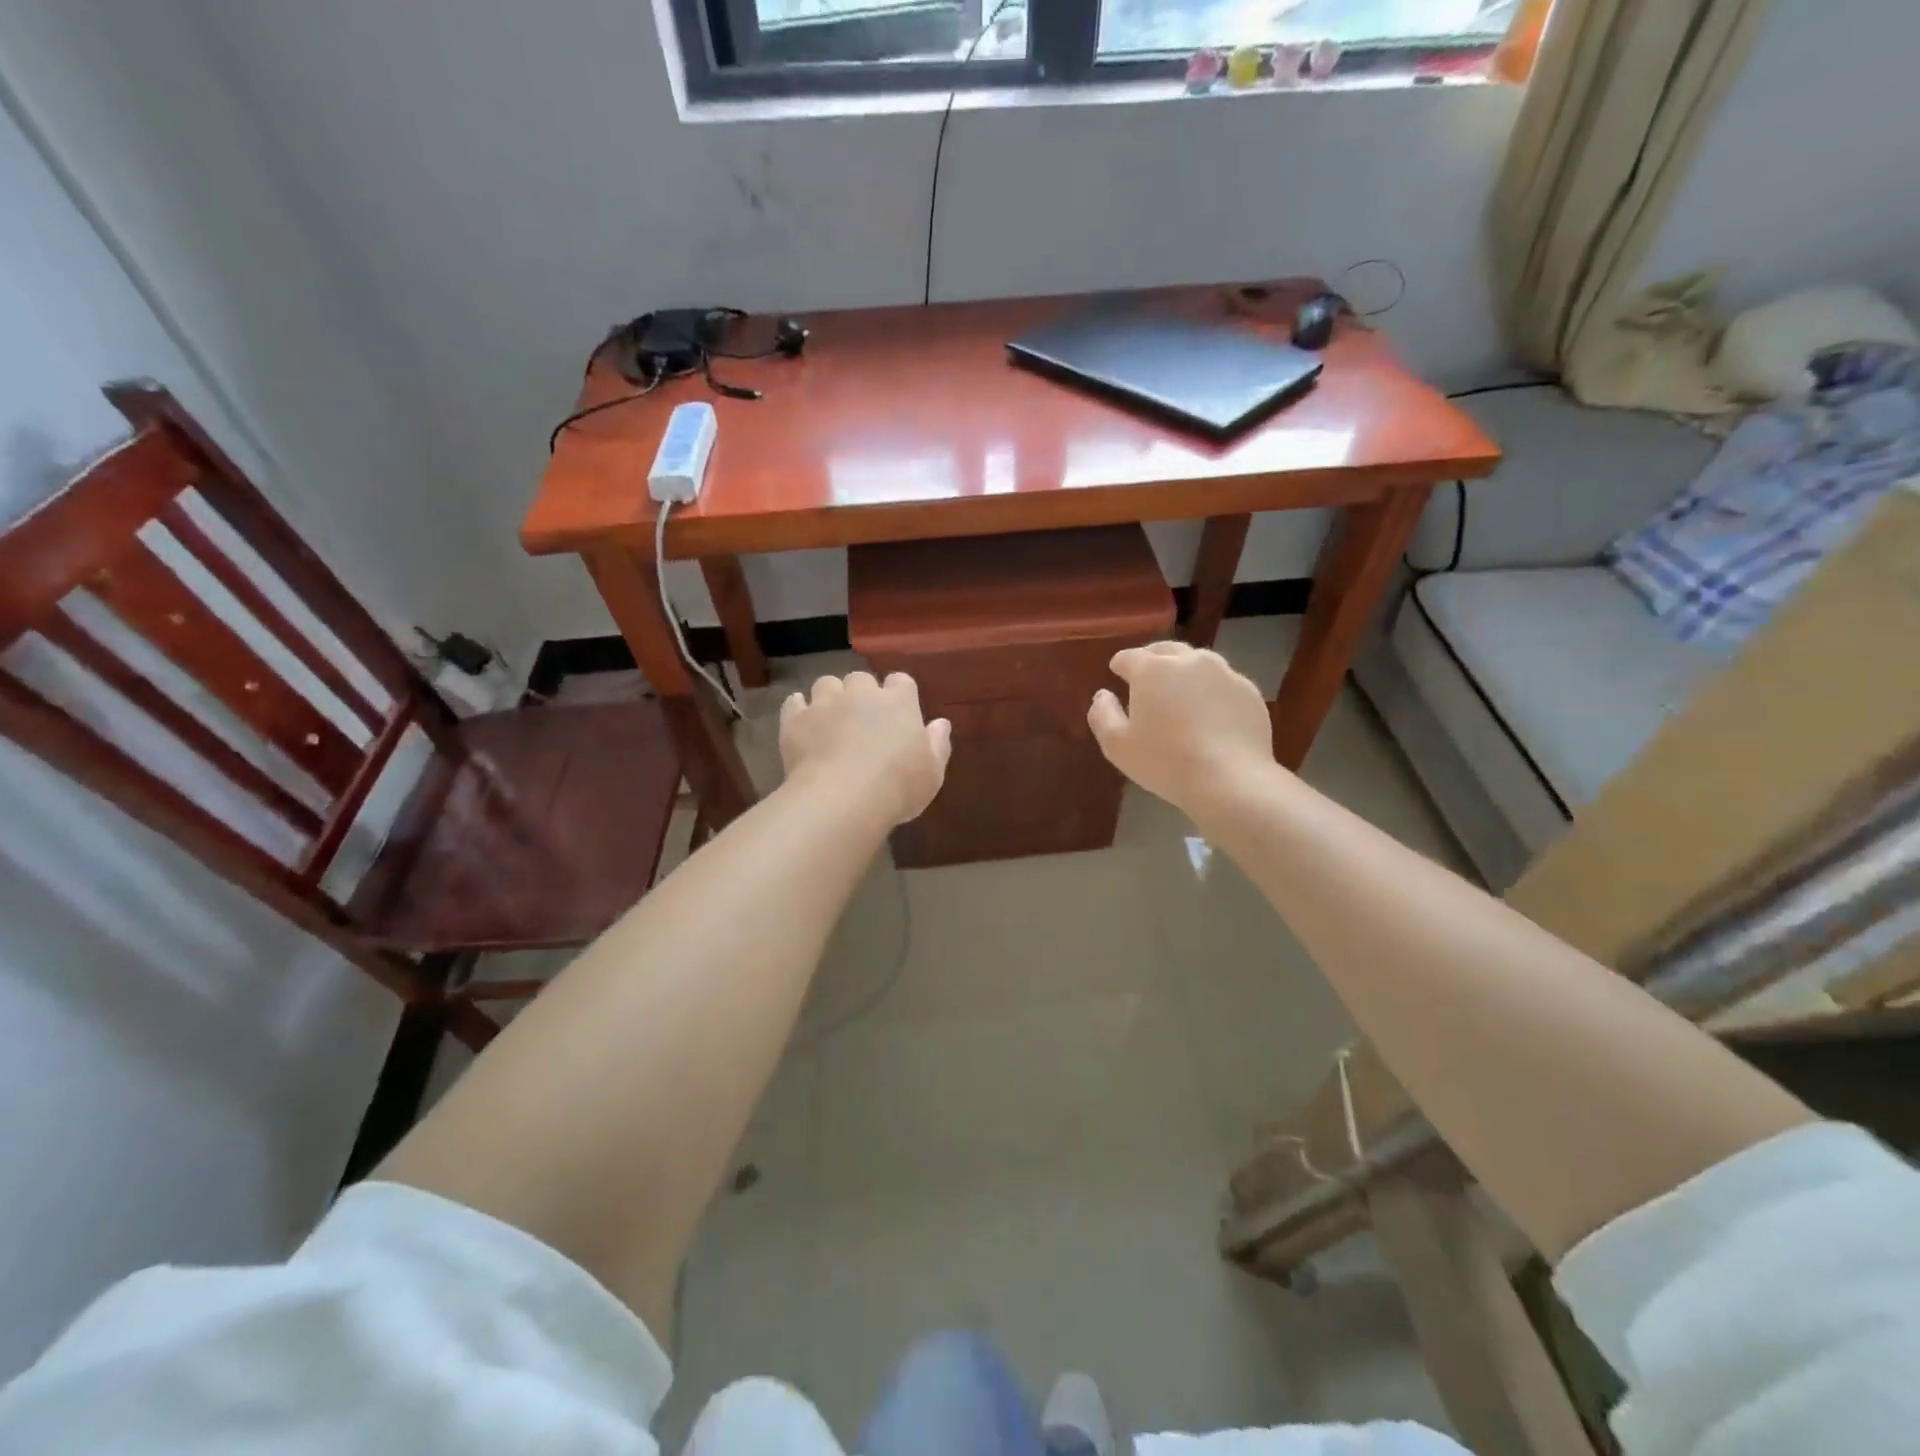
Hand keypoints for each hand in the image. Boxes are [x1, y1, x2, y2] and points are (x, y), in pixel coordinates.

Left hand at [780, 672, 951, 825]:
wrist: (842, 798)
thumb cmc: (898, 787)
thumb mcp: (932, 773)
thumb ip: (937, 744)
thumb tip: (941, 723)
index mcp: (899, 703)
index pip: (901, 681)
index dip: (898, 693)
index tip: (898, 712)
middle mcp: (861, 694)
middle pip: (860, 679)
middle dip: (860, 694)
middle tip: (861, 720)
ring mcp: (825, 704)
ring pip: (826, 684)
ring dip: (829, 697)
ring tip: (829, 720)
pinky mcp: (796, 719)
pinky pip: (794, 702)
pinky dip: (798, 709)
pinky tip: (801, 724)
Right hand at [1087, 642, 1274, 817]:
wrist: (1230, 780)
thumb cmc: (1165, 762)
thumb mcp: (1117, 745)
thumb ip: (1102, 714)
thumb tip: (1103, 695)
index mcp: (1152, 669)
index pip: (1129, 657)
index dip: (1120, 665)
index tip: (1117, 675)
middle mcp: (1189, 660)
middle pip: (1165, 650)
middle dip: (1152, 660)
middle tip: (1146, 680)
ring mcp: (1224, 673)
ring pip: (1198, 663)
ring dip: (1184, 673)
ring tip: (1180, 695)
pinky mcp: (1248, 691)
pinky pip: (1222, 683)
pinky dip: (1211, 691)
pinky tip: (1210, 715)